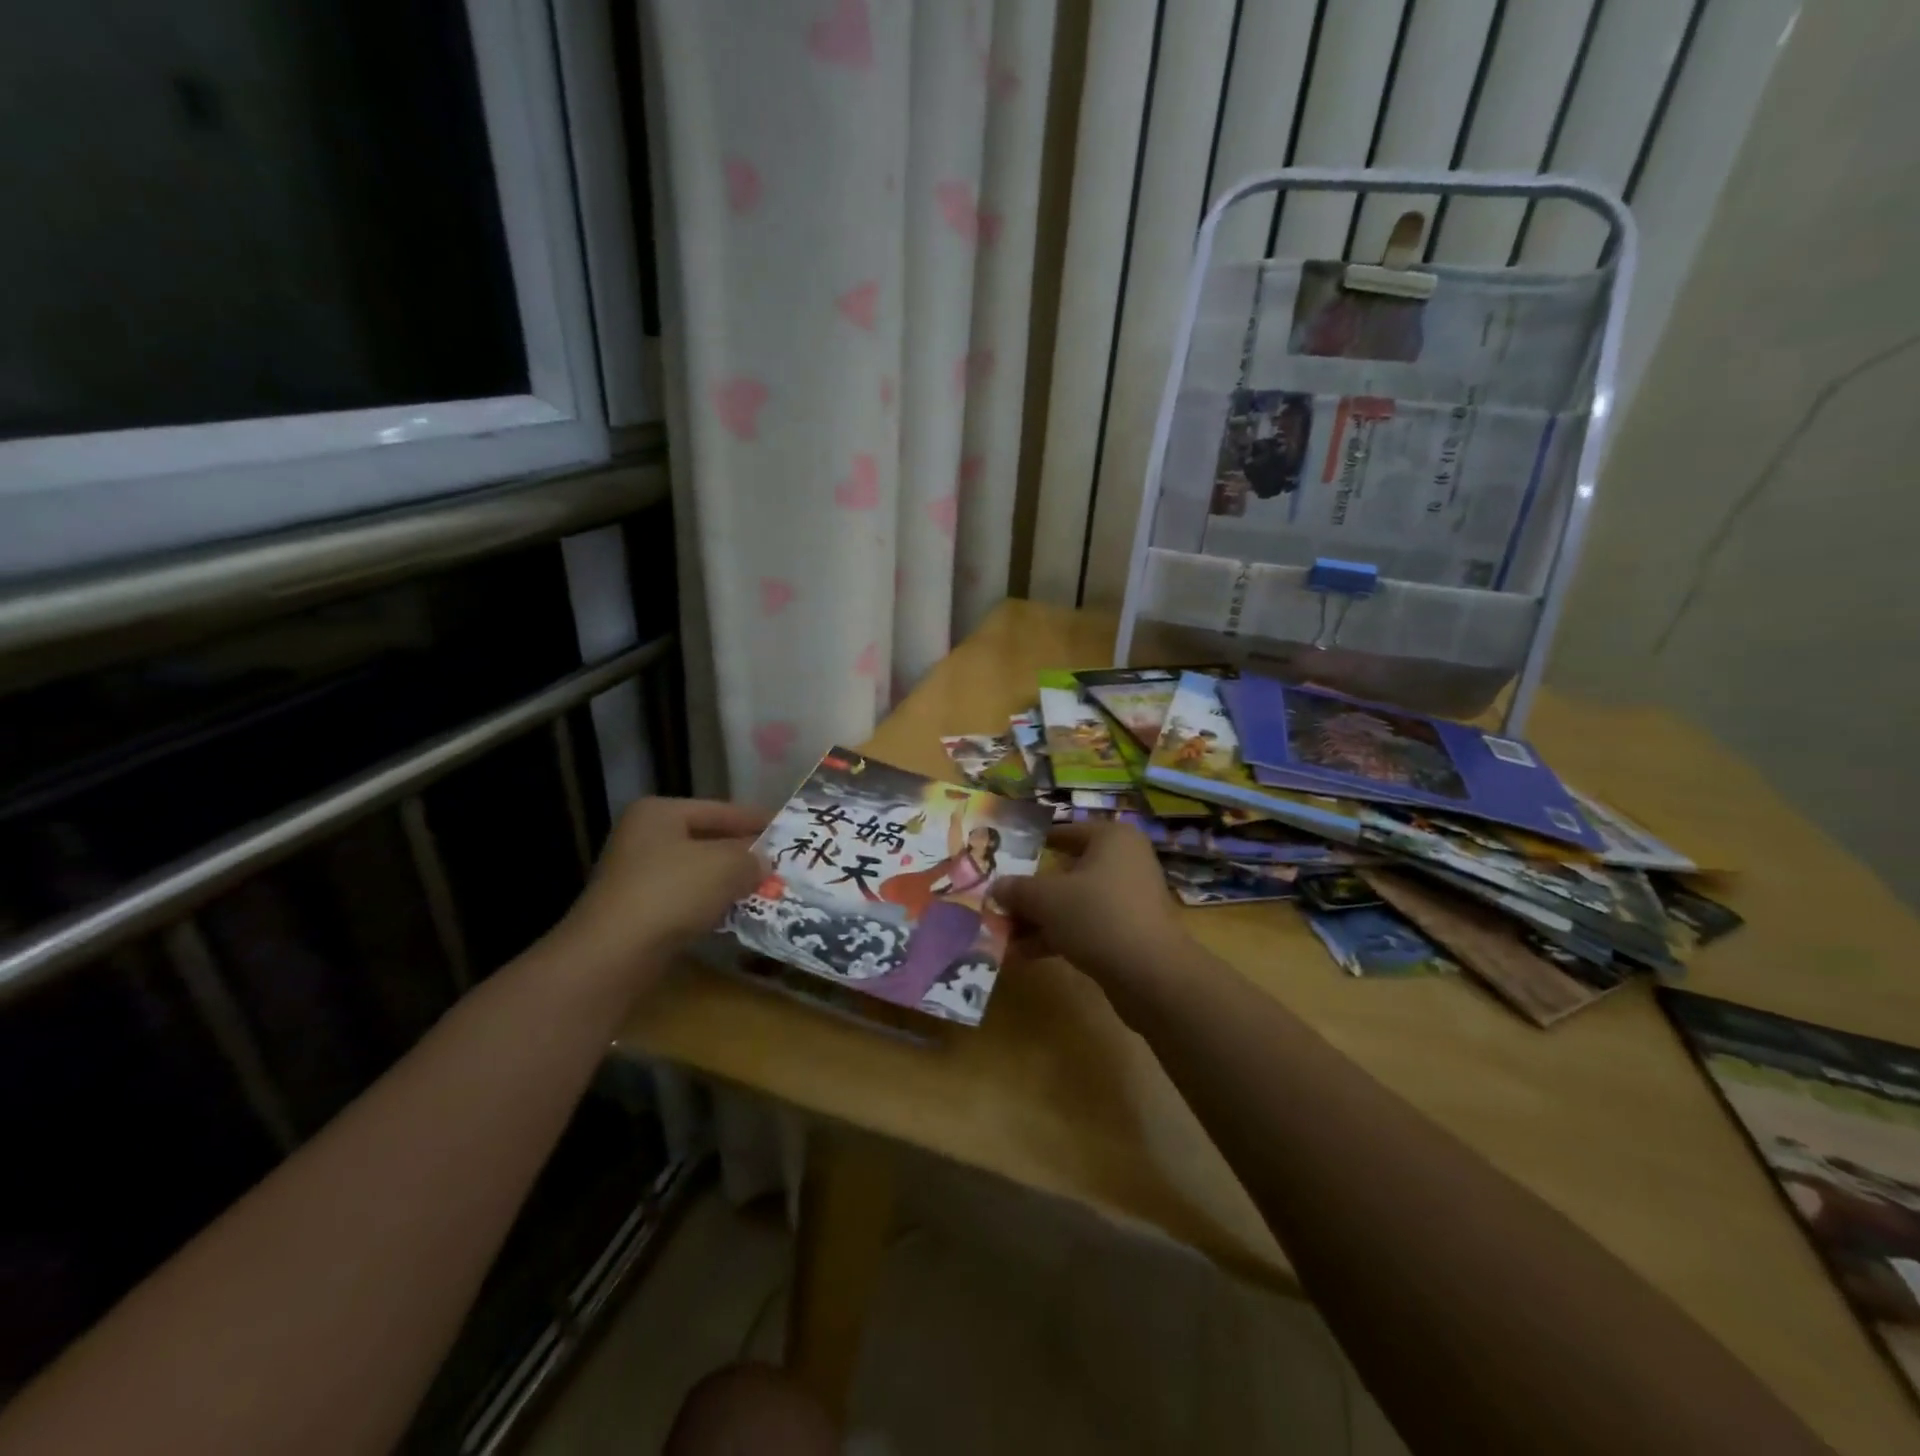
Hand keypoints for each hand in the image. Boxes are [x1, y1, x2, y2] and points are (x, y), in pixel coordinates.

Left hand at [559, 798, 766, 984]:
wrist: (612, 956)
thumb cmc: (671, 893)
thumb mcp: (725, 865)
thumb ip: (751, 857)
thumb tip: (764, 862)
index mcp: (660, 813)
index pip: (722, 810)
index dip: (758, 820)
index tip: (790, 830)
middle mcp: (645, 838)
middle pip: (709, 840)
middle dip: (745, 854)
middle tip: (783, 863)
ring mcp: (638, 876)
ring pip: (700, 872)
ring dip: (731, 882)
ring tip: (768, 890)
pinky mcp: (639, 911)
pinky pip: (688, 900)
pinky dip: (713, 905)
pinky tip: (739, 915)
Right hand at [991, 821, 1187, 984]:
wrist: (1151, 974)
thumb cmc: (1097, 915)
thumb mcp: (1046, 898)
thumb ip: (1017, 889)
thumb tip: (996, 887)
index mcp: (1112, 838)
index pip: (1066, 832)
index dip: (1034, 843)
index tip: (1006, 855)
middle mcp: (1124, 862)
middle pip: (1067, 870)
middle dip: (1031, 890)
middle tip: (999, 900)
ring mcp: (1128, 899)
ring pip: (1074, 902)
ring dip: (1039, 918)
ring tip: (1003, 933)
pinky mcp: (1128, 932)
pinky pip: (1085, 926)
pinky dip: (1057, 936)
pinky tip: (1024, 954)